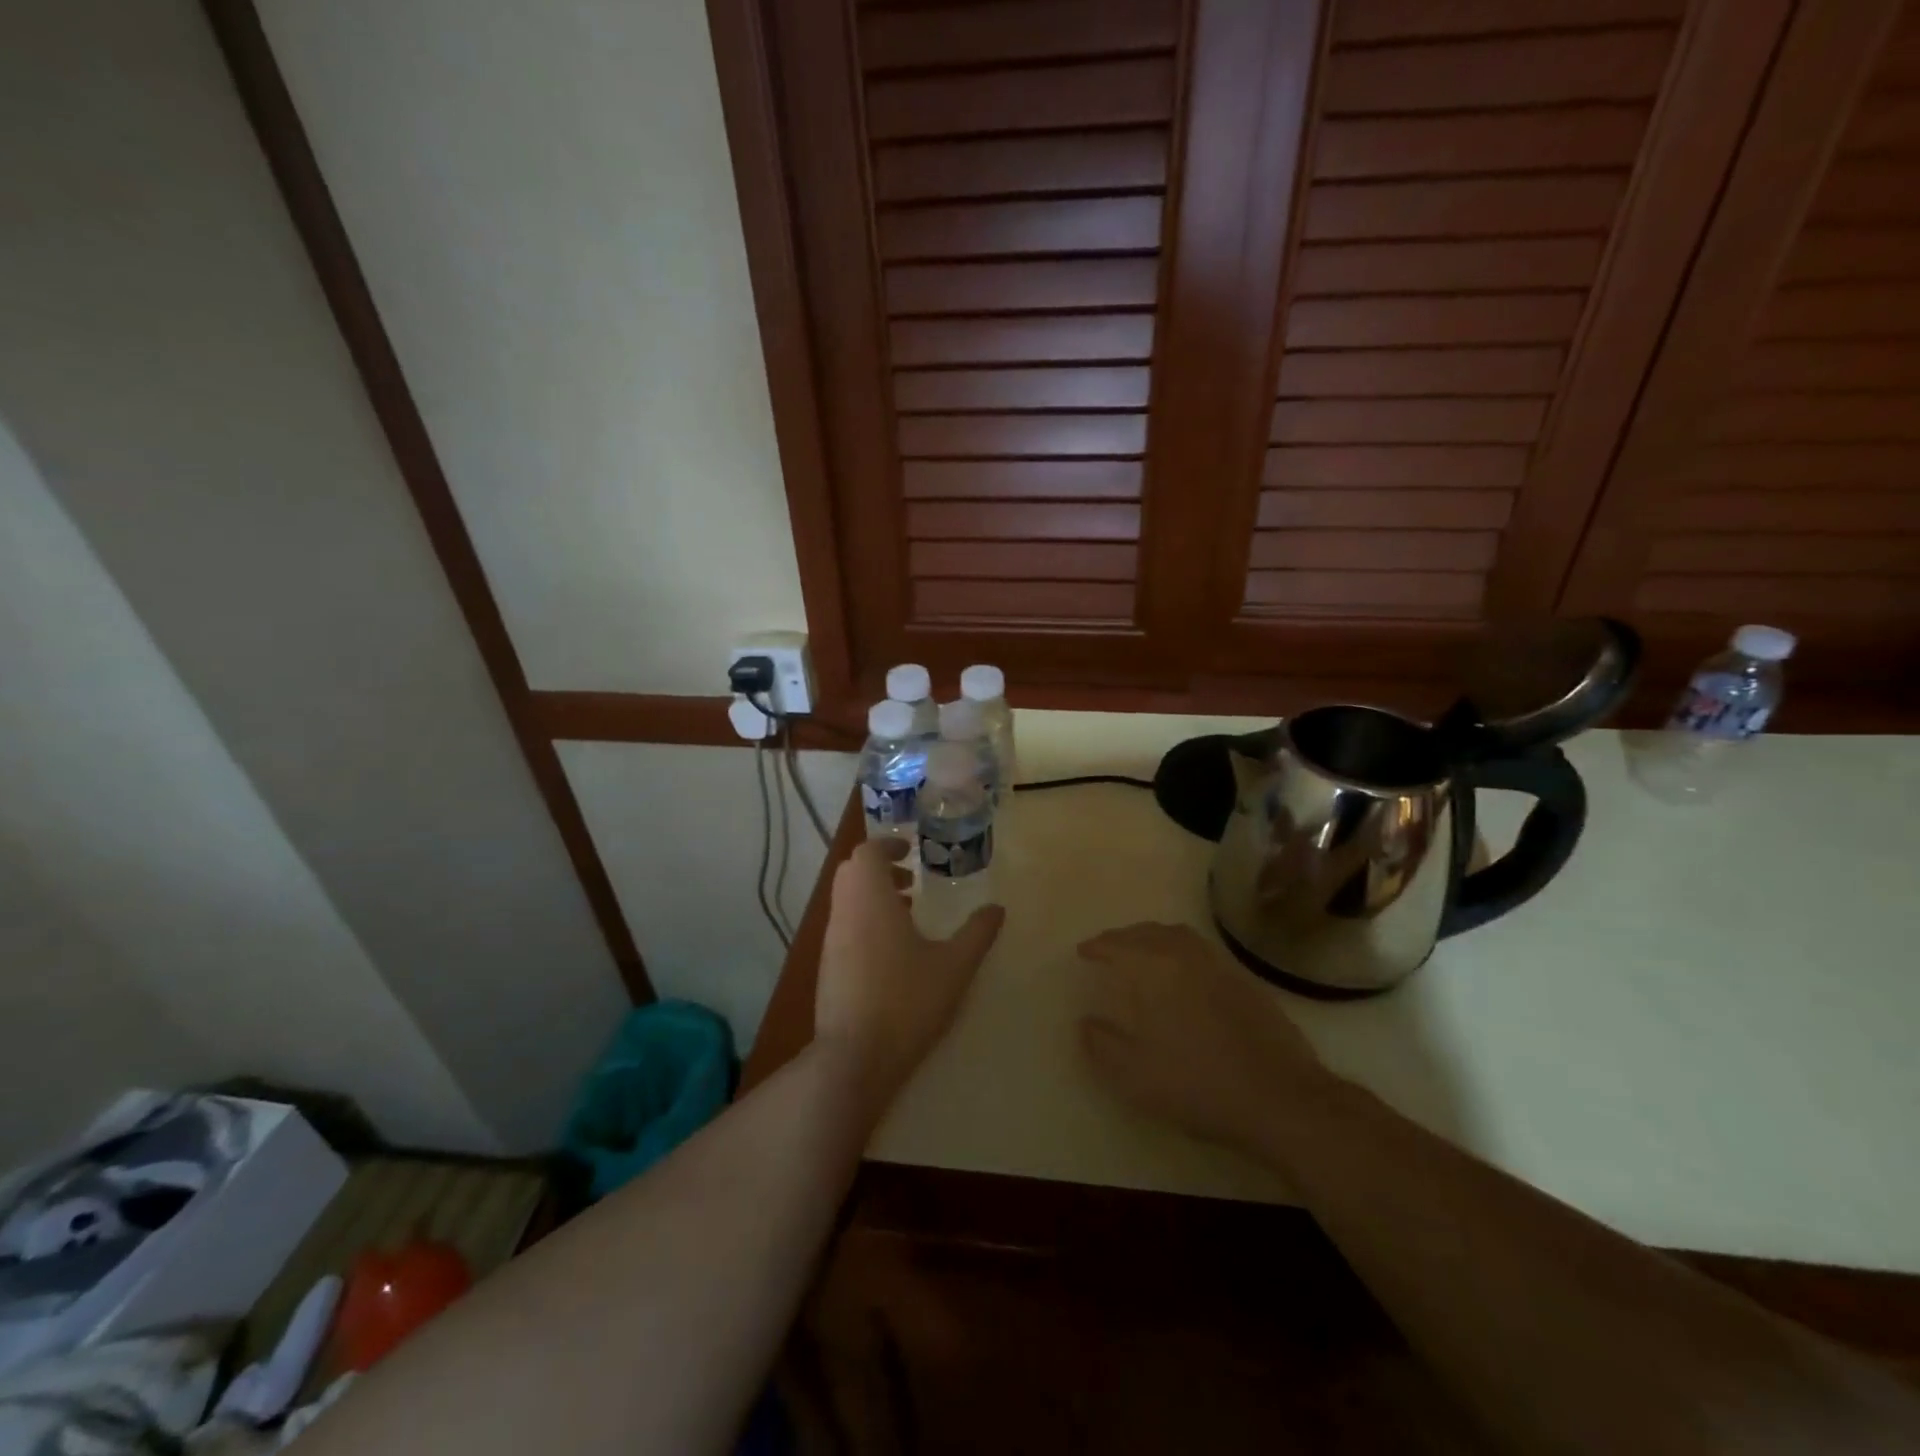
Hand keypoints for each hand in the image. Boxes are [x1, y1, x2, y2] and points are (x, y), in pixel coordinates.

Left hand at [814, 839, 1004, 1111]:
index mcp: (870, 900)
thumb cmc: (907, 1002)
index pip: (867, 852)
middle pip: (853, 872)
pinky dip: (865, 920)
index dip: (888, 846)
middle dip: (880, 868)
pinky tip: (893, 951)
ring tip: (909, 913)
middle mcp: (844, 912)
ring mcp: (832, 941)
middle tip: (912, 880)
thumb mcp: (954, 967)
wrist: (854, 1058)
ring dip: (873, 896)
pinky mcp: (827, 966)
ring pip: (846, 900)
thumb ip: (977, 933)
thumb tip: (997, 908)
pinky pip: (844, 925)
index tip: (911, 852)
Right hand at [1077, 922, 1333, 1154]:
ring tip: (1143, 953)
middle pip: (1148, 932)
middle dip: (1124, 937)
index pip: (1117, 945)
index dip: (1097, 946)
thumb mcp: (1135, 1075)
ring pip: (1178, 936)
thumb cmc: (1198, 1083)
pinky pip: (1201, 951)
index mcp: (1154, 968)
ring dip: (1154, 938)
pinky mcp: (1245, 981)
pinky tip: (1183, 975)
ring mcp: (1219, 965)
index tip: (1084, 952)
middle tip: (1109, 949)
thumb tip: (1086, 1023)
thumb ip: (1102, 1045)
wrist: (1280, 1097)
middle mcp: (1185, 955)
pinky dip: (1181, 951)